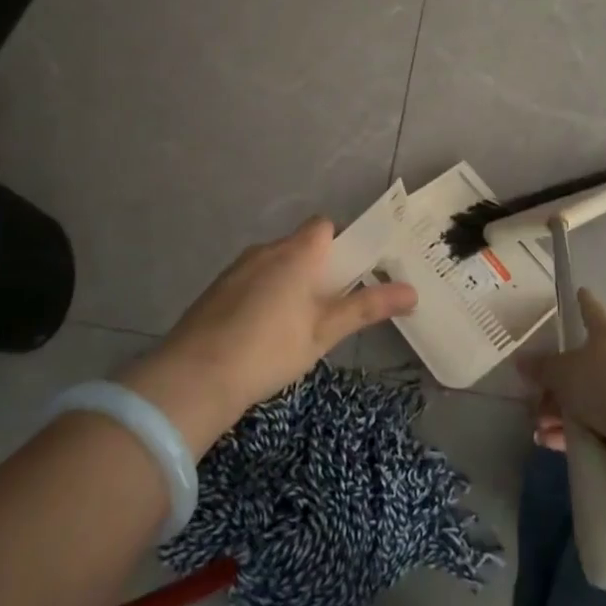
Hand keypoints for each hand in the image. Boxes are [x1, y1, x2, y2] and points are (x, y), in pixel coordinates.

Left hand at [121, 218, 415, 450]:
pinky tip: (261, 334)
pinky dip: (263, 296)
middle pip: (300, 246)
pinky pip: (251, 281)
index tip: (351, 276)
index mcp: (296, 253)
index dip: (342, 244)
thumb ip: (366, 307)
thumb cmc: (269, 350)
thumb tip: (412, 291)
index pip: (325, 226)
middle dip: (318, 269)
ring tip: (296, 327)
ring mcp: (236, 269)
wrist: (193, 378)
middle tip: (329, 309)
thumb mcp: (324, 332)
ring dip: (289, 283)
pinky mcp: (216, 290)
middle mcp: (265, 250)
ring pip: (274, 264)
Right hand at [521, 288, 605, 456]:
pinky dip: (569, 432)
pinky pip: (589, 425)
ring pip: (581, 398)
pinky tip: (549, 442)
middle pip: (578, 364)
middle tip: (532, 395)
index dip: (583, 301)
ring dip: (557, 413)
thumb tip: (522, 360)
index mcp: (605, 336)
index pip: (591, 311)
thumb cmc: (604, 386)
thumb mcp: (563, 373)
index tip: (580, 290)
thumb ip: (541, 367)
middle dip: (552, 383)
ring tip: (539, 427)